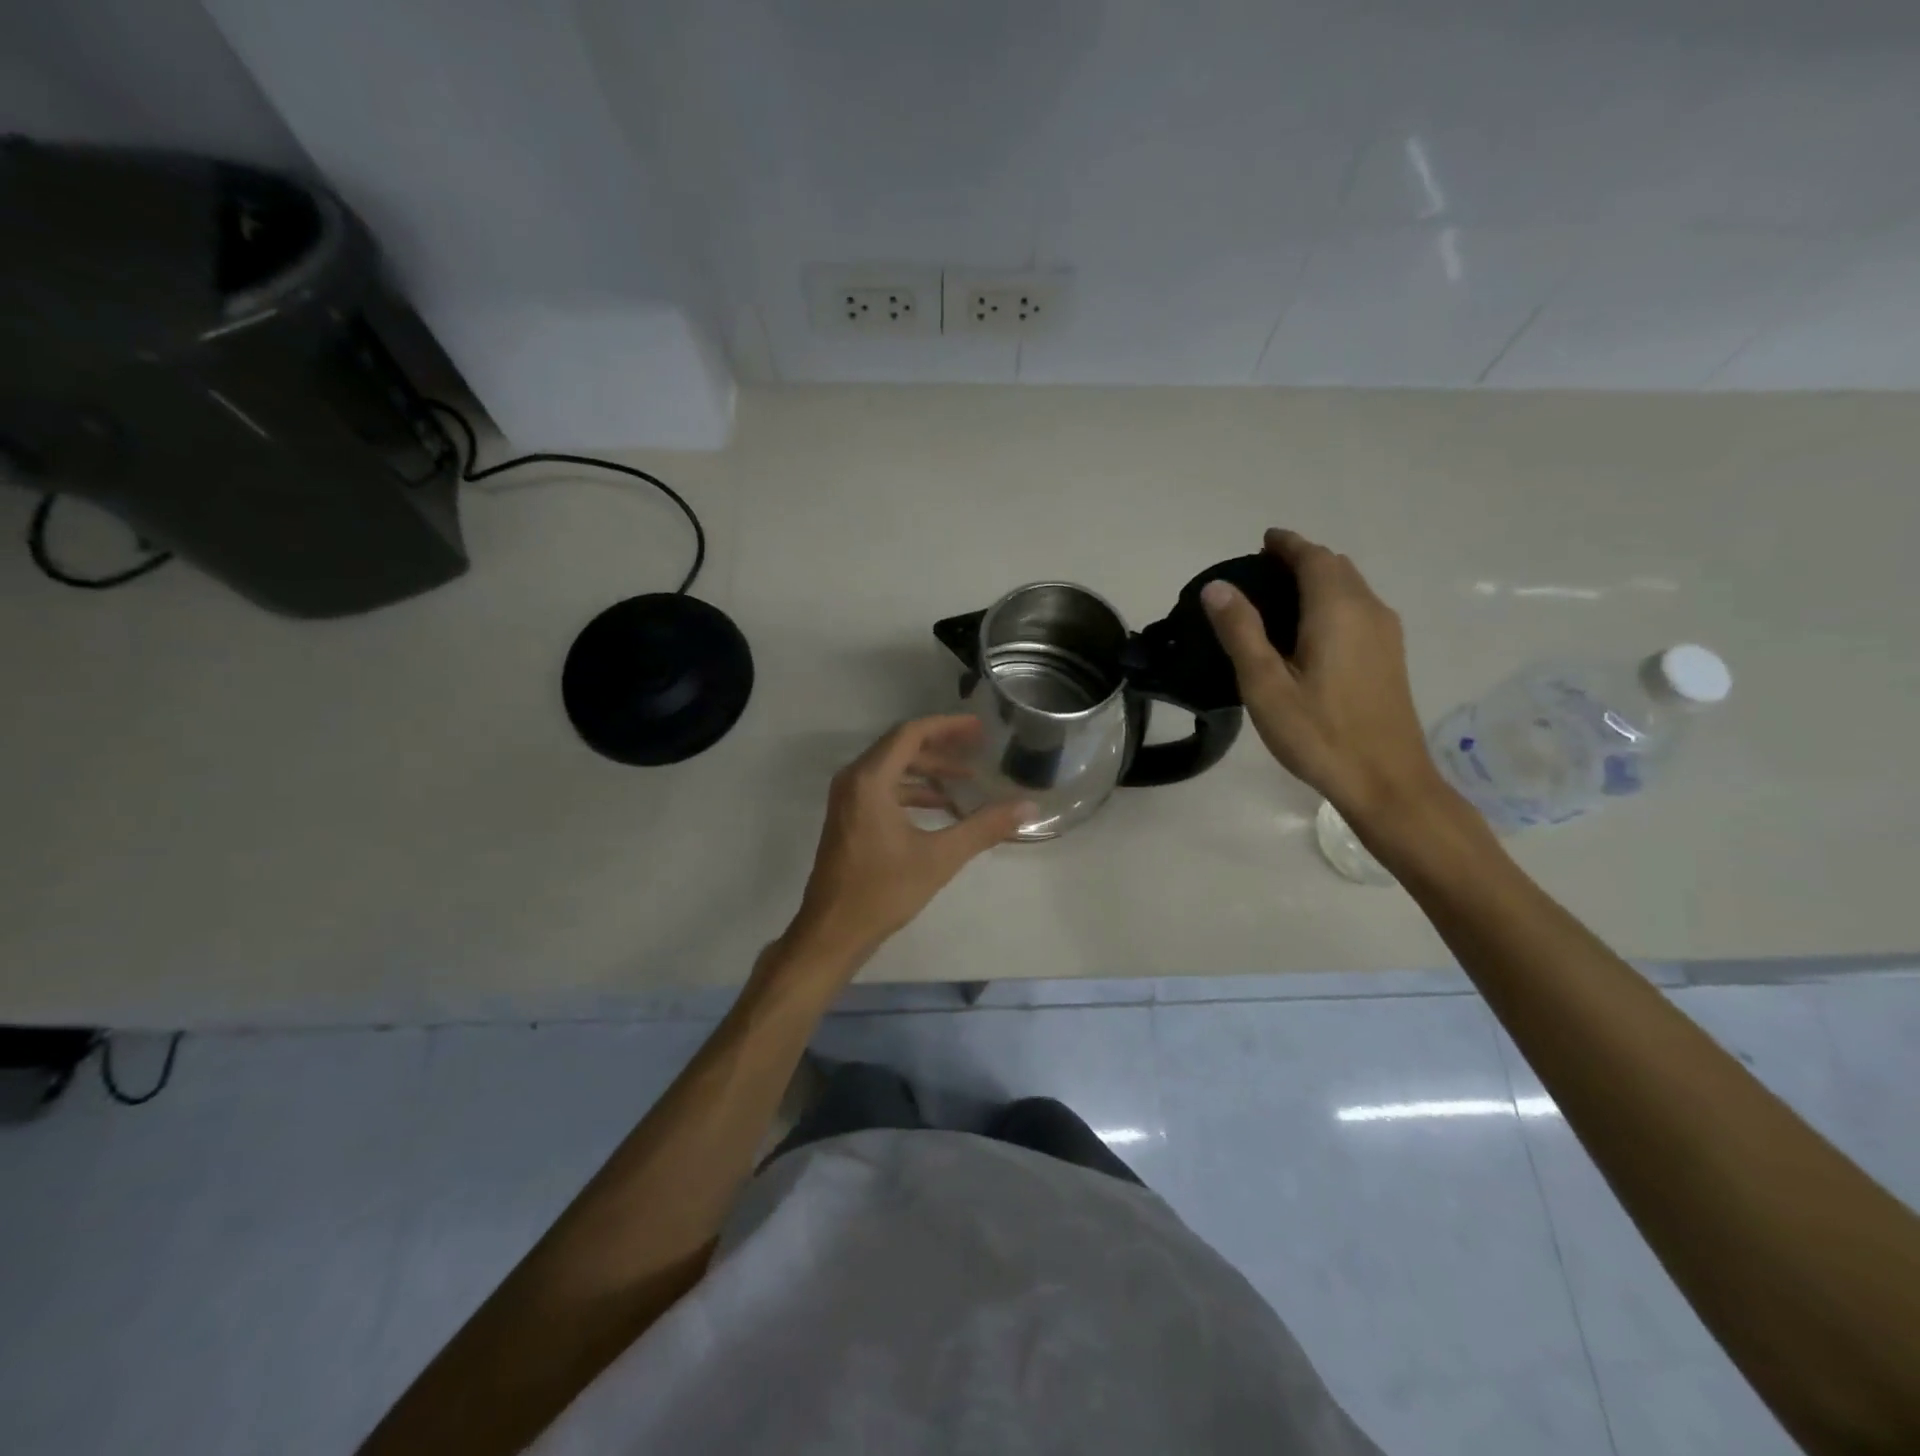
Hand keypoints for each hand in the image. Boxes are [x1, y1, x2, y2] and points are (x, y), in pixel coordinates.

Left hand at [782, 715, 1028, 971]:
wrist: (833, 931)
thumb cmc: (883, 890)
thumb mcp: (940, 857)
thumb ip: (984, 827)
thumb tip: (1027, 807)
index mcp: (870, 780)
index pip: (910, 734)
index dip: (947, 727)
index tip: (978, 728)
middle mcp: (854, 780)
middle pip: (900, 747)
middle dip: (941, 746)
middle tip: (977, 749)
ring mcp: (847, 799)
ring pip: (892, 769)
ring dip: (928, 770)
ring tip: (966, 780)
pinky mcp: (848, 817)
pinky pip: (883, 788)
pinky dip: (912, 790)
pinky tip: (941, 807)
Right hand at [1202, 528, 1447, 828]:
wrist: (1386, 780)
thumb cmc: (1319, 733)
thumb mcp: (1266, 685)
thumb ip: (1242, 631)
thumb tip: (1218, 587)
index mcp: (1337, 610)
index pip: (1312, 558)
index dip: (1286, 544)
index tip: (1262, 541)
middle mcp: (1368, 610)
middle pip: (1335, 567)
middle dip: (1301, 560)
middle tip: (1262, 571)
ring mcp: (1386, 634)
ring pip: (1351, 588)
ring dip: (1318, 580)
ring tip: (1279, 598)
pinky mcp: (1390, 656)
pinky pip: (1359, 609)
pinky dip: (1332, 602)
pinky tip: (1309, 632)